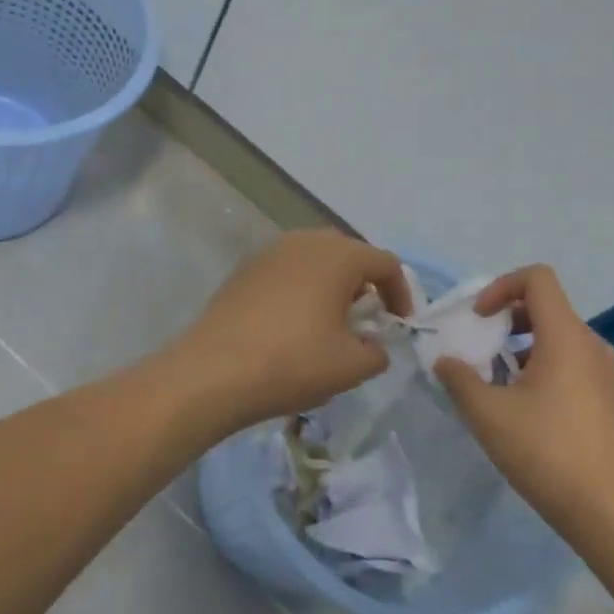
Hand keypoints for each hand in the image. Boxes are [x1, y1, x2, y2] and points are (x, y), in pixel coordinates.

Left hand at [173, 230, 411, 435]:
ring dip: (330, 284)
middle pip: (347, 254)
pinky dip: (299, 289)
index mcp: (337, 255)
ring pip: (313, 260)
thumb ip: (377, 351)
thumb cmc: (293, 363)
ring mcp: (268, 252)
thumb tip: (372, 345)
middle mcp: (303, 241)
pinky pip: (285, 271)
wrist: (213, 372)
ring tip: (329, 322)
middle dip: (363, 284)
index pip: (385, 262)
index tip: (398, 324)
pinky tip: (292, 323)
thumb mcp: (351, 366)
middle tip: (365, 319)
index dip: (400, 293)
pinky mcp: (242, 270)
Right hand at [433, 265, 613, 536]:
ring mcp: (606, 374)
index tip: (478, 318)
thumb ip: (459, 378)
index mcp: (566, 337)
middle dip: (505, 320)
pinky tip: (522, 408)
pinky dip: (541, 368)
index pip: (538, 279)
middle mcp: (592, 346)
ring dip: (520, 347)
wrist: (609, 511)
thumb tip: (446, 361)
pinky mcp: (609, 400)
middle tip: (479, 349)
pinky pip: (571, 364)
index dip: (501, 286)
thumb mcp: (487, 413)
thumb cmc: (545, 451)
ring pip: (557, 338)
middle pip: (546, 308)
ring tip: (494, 381)